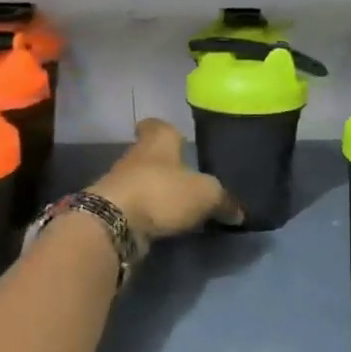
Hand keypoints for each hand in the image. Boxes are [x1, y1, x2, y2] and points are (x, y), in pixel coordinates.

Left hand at [89, 119, 240, 240]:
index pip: (158, 125)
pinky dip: (148, 214)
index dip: (166, 129)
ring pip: (142, 182)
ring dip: (157, 192)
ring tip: (180, 207)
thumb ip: (224, 201)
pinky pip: (135, 208)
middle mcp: (135, 157)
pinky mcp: (111, 211)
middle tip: (188, 179)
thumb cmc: (161, 192)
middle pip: (151, 156)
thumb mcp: (205, 194)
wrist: (112, 223)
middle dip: (167, 166)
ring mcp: (119, 184)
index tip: (175, 136)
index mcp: (158, 142)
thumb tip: (238, 212)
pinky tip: (164, 226)